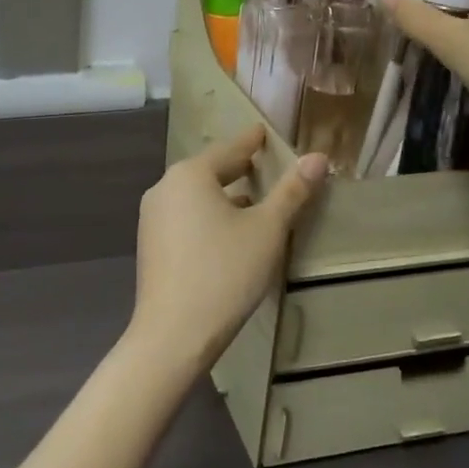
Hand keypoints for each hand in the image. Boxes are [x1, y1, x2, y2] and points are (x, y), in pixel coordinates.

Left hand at [129, 125, 327, 373]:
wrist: (172, 335)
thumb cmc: (224, 273)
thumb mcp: (266, 230)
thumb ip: (292, 191)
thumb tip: (318, 157)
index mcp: (190, 175)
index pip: (229, 149)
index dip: (251, 141)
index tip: (264, 132)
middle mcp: (164, 188)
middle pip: (209, 171)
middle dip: (238, 169)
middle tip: (264, 164)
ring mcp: (152, 218)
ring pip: (196, 196)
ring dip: (224, 195)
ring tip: (253, 200)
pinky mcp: (150, 245)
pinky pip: (185, 217)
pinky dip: (208, 215)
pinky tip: (227, 232)